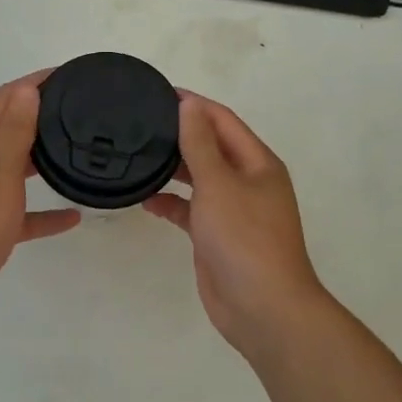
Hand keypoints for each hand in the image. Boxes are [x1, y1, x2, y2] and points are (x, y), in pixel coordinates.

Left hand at [0, 72, 81, 335]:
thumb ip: (14, 132)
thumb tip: (27, 89)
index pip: (4, 98)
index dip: (34, 83)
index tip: (69, 75)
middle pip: (9, 128)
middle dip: (41, 116)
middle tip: (81, 111)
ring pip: (15, 167)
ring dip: (42, 159)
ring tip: (79, 151)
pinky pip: (20, 210)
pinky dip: (42, 210)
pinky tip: (73, 216)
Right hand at [143, 93, 331, 356]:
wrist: (263, 309)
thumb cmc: (244, 238)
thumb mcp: (218, 183)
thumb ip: (200, 144)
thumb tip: (190, 105)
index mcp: (257, 163)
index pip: (223, 121)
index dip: (194, 105)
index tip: (159, 93)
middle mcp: (248, 182)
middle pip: (212, 147)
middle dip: (181, 135)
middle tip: (141, 123)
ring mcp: (234, 211)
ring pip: (200, 179)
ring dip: (174, 168)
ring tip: (138, 155)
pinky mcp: (218, 237)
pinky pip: (192, 210)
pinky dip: (172, 203)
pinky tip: (146, 200)